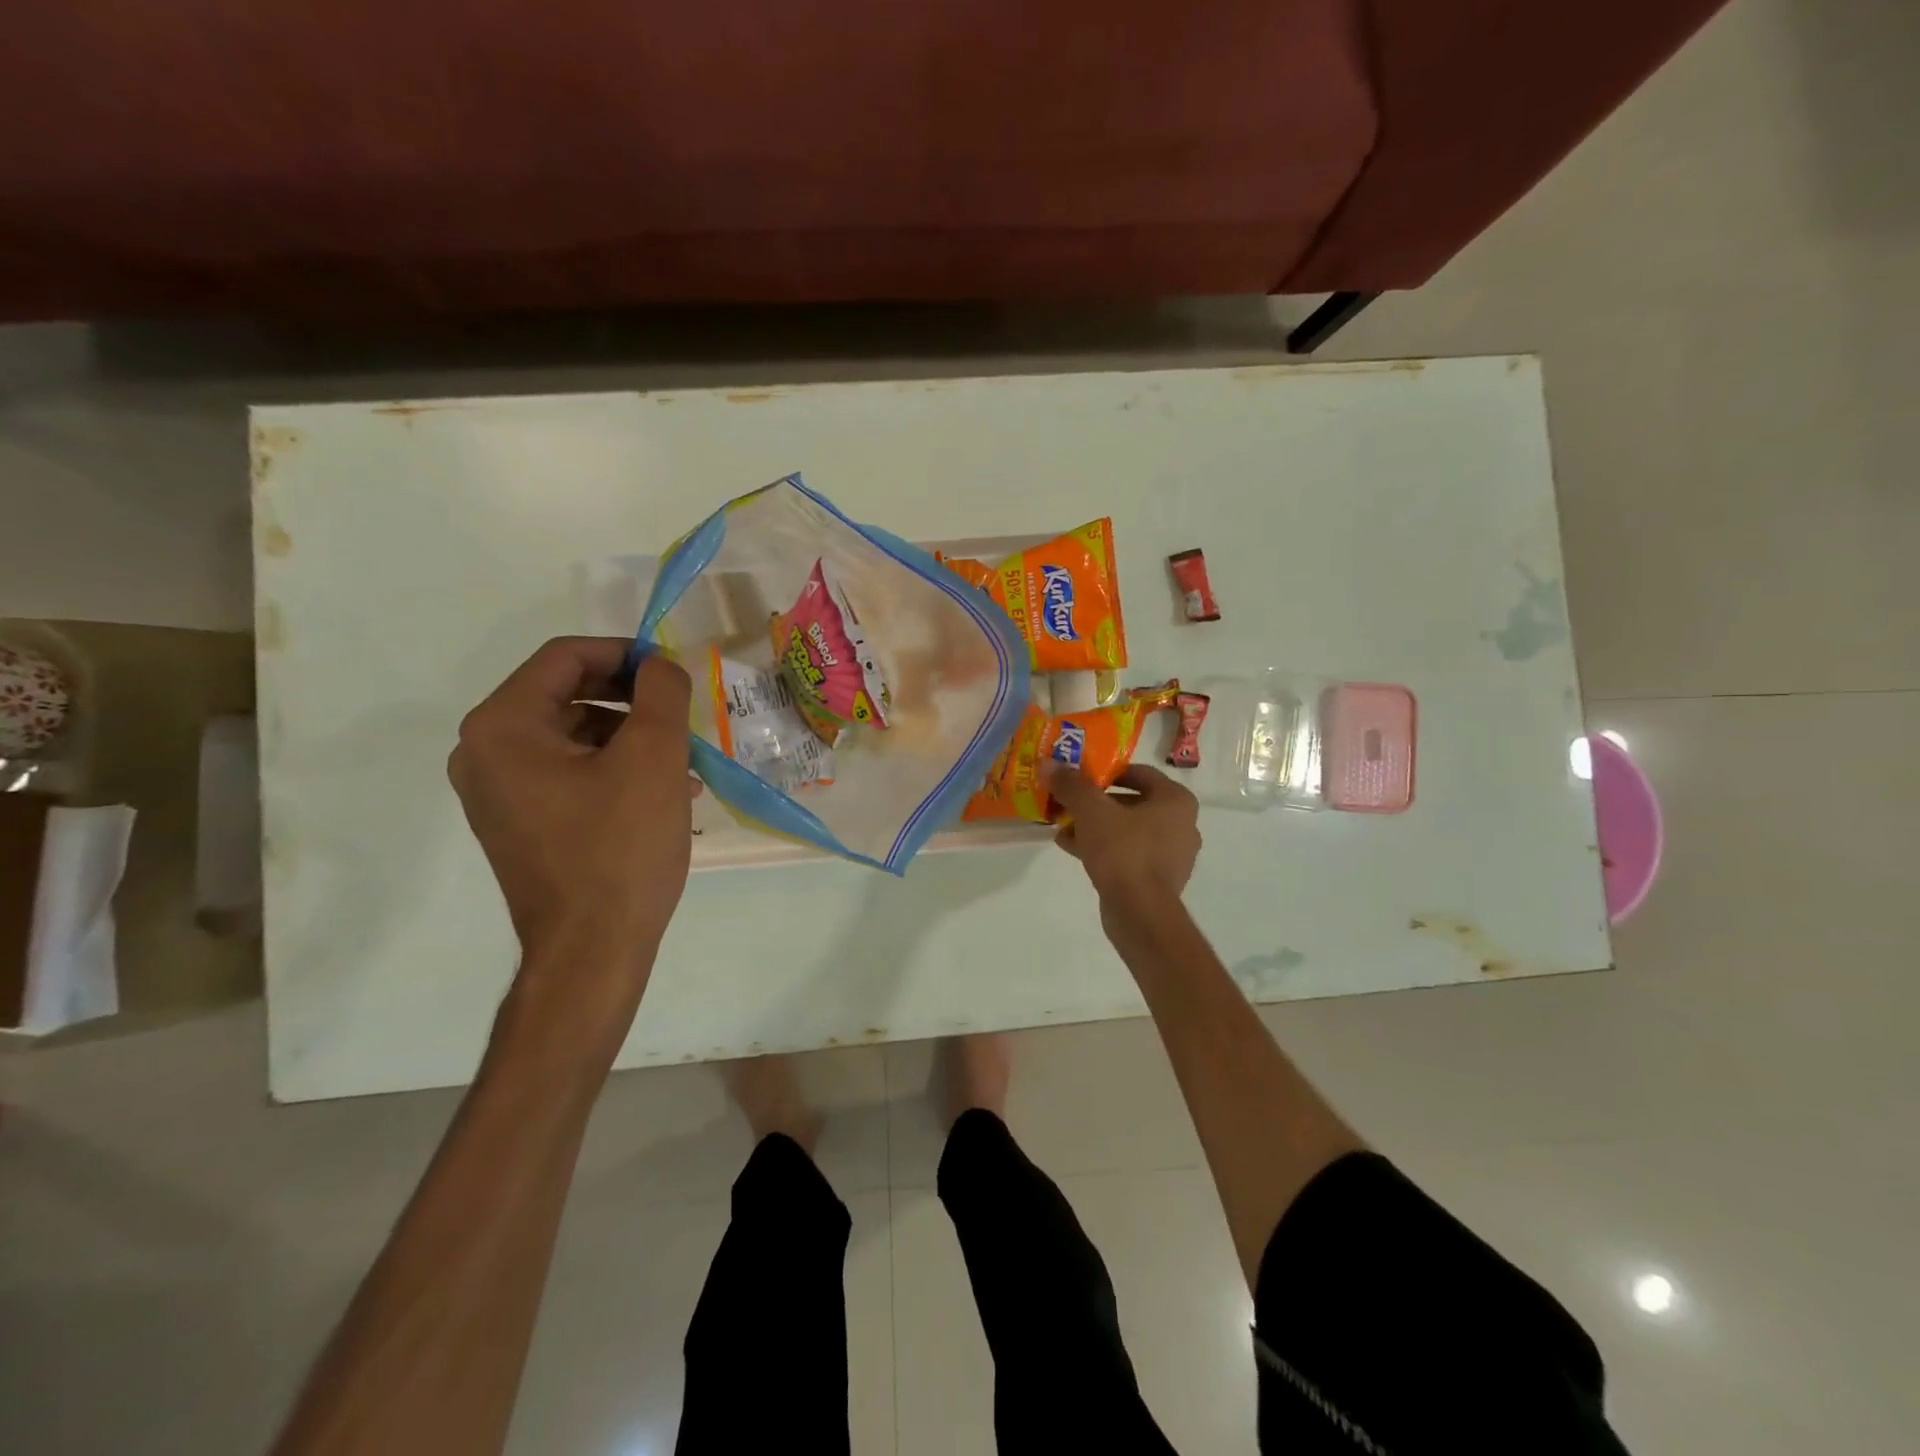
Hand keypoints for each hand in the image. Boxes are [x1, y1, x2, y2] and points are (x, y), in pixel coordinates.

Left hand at [449, 638, 697, 980]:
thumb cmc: (620, 847)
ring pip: (575, 736)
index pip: (565, 657)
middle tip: (681, 715)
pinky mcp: (521, 822)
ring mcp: (499, 792)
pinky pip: (570, 773)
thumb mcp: (653, 757)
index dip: (625, 653)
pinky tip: (666, 793)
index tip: (673, 671)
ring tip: (684, 763)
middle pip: (567, 694)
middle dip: (632, 699)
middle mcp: (485, 752)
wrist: (592, 950)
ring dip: (632, 736)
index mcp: (503, 726)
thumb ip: (660, 692)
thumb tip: (659, 665)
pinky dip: (616, 769)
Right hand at [1047, 763, 1201, 912]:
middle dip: (1096, 802)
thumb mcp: (1091, 810)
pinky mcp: (1158, 878)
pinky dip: (1104, 847)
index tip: (1080, 776)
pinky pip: (1128, 853)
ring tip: (1063, 826)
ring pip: (1127, 829)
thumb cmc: (1123, 851)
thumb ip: (1071, 784)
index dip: (1106, 772)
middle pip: (1131, 802)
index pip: (1139, 772)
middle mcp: (1182, 824)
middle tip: (1068, 801)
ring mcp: (1172, 854)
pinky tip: (1072, 848)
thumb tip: (1050, 763)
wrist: (1140, 912)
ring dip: (1096, 826)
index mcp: (1176, 800)